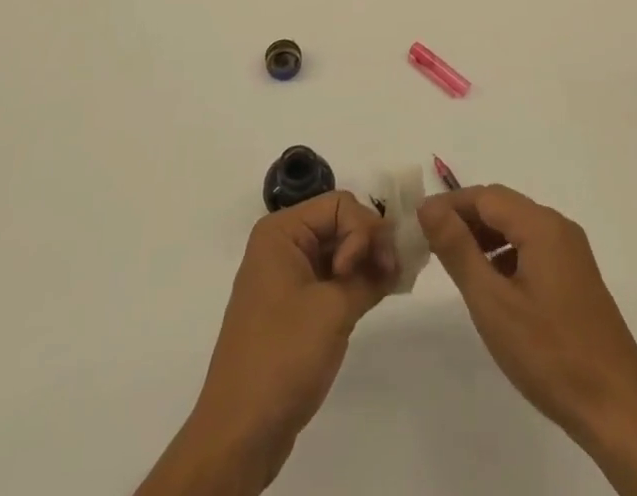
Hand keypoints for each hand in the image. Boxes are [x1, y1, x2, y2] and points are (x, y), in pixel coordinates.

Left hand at [137, 192, 394, 494]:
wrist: (241, 431)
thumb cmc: (283, 356)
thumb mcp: (333, 309)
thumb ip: (369, 275)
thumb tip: (395, 258)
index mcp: (282, 231)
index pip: (339, 204)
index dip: (362, 231)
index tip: (369, 269)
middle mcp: (282, 244)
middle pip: (339, 222)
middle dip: (369, 243)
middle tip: (391, 274)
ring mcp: (287, 275)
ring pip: (338, 249)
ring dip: (365, 263)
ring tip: (388, 285)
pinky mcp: (294, 305)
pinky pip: (330, 276)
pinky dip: (354, 281)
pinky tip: (375, 293)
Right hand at [417, 184, 636, 441]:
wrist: (615, 409)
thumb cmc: (548, 354)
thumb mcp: (492, 303)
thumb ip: (458, 249)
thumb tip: (429, 207)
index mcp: (542, 226)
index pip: (486, 196)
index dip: (450, 204)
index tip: (419, 223)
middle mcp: (560, 228)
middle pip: (503, 207)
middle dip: (466, 219)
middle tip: (432, 243)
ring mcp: (573, 252)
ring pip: (518, 228)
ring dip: (485, 237)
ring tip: (456, 263)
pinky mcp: (578, 277)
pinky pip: (534, 248)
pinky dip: (507, 255)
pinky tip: (492, 284)